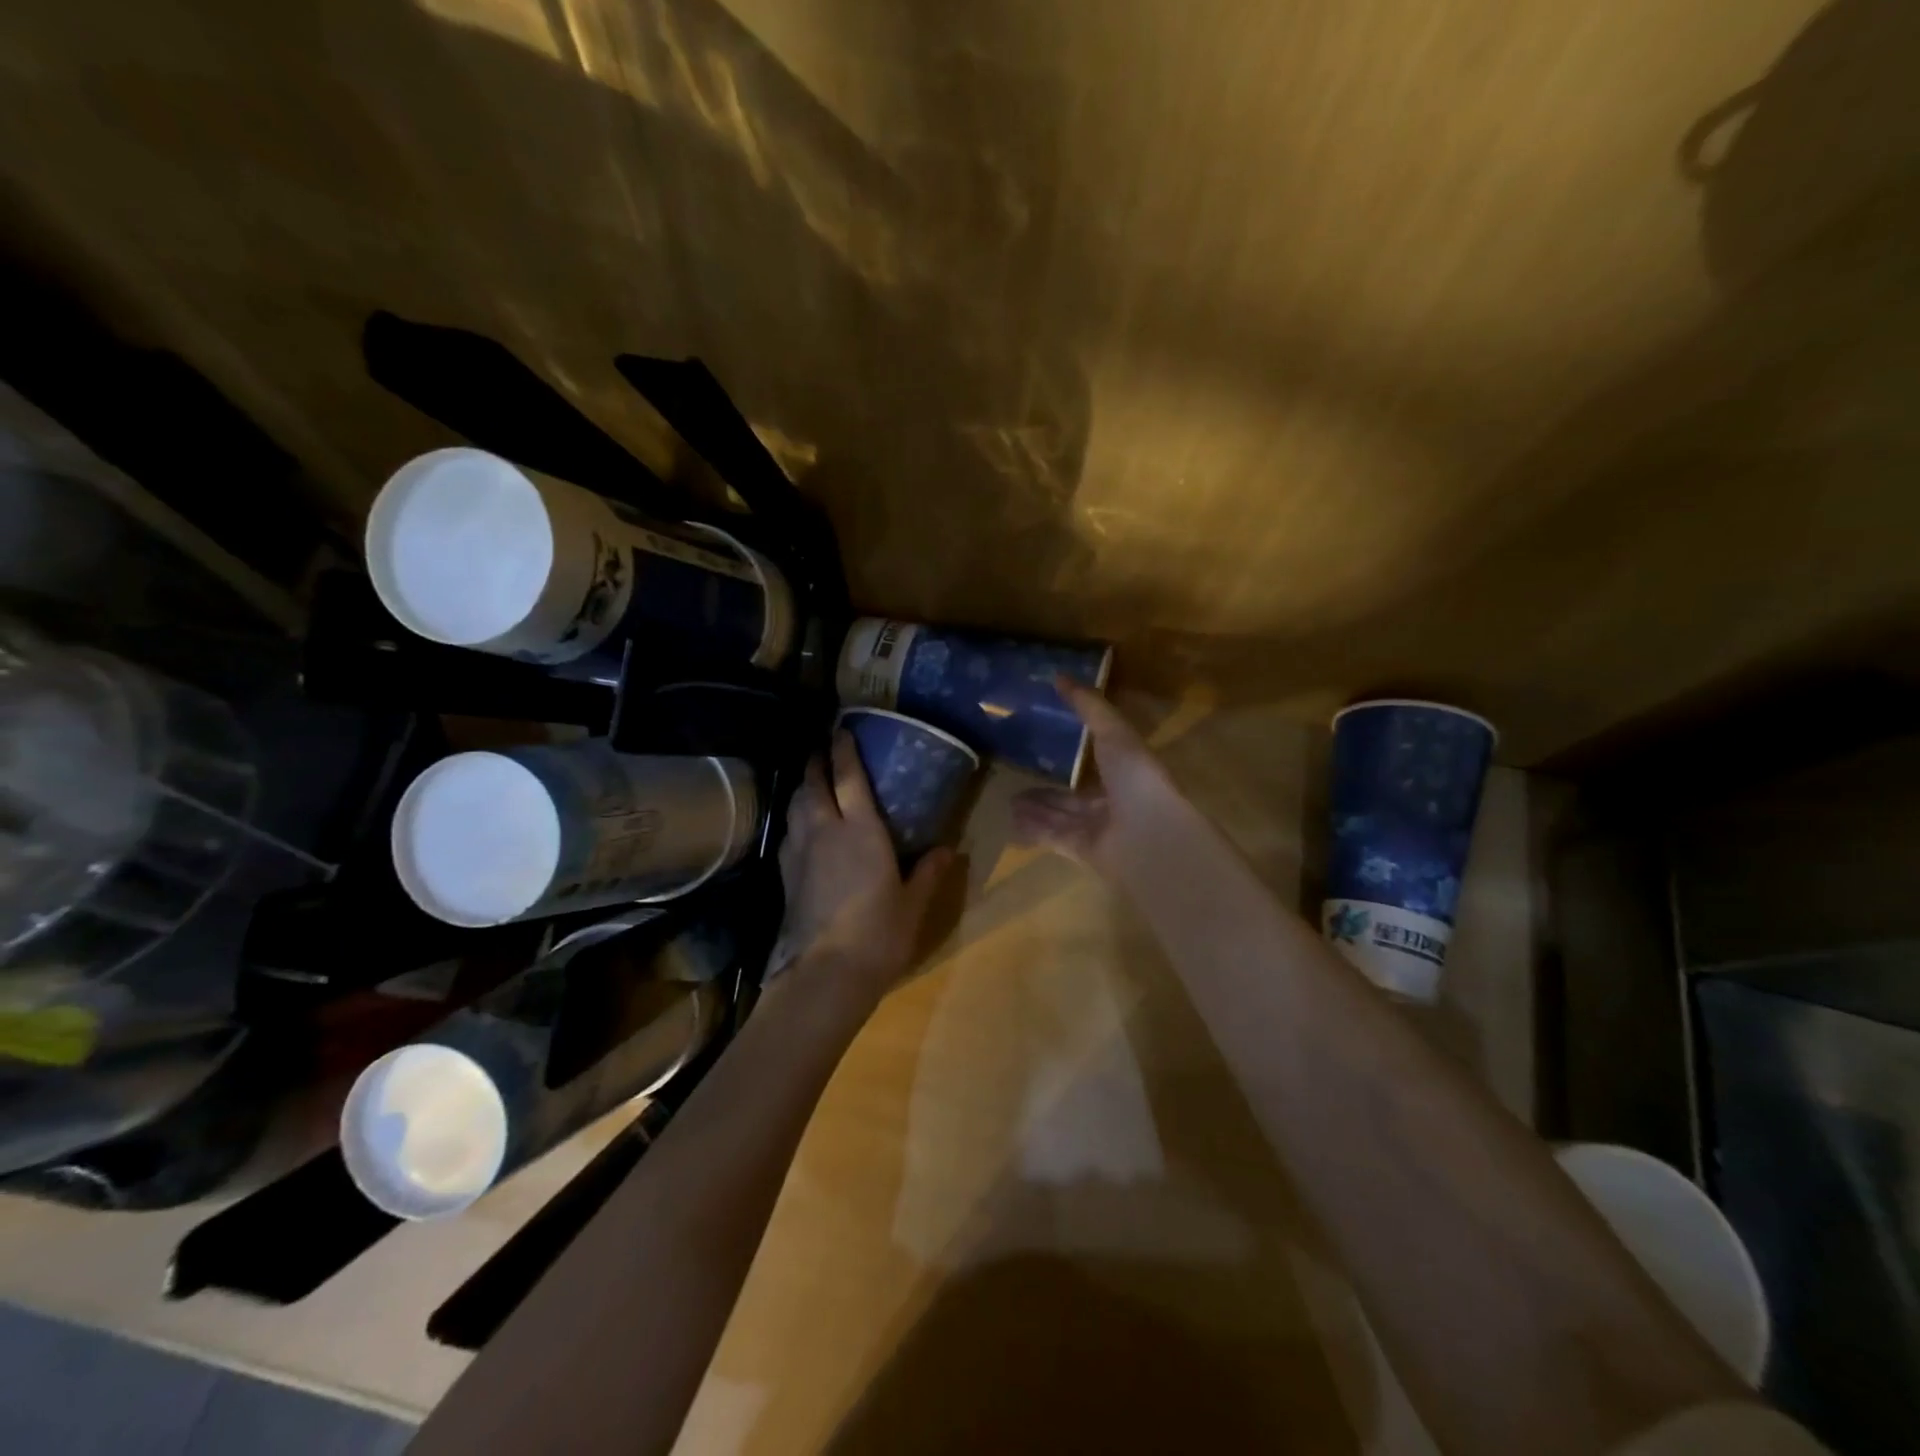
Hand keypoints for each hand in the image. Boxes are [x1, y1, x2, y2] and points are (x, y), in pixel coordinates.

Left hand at [770, 731, 955, 1002]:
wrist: (827, 972)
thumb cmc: (879, 933)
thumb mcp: (913, 904)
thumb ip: (928, 873)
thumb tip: (948, 849)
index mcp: (861, 831)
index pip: (848, 778)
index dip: (844, 751)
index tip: (841, 730)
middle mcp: (826, 831)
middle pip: (813, 785)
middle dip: (816, 762)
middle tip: (821, 749)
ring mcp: (801, 852)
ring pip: (795, 806)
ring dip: (802, 788)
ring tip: (809, 782)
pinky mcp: (787, 875)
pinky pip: (788, 833)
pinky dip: (794, 819)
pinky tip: (800, 827)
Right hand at [1010, 678, 1185, 877]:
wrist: (1149, 834)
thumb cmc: (1136, 778)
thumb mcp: (1114, 732)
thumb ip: (1088, 706)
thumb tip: (1060, 676)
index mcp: (1126, 771)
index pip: (1098, 759)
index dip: (1075, 750)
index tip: (1047, 737)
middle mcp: (1113, 801)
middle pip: (1074, 794)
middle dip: (1049, 787)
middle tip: (1018, 775)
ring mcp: (1098, 829)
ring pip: (1060, 816)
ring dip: (1037, 808)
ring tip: (1008, 800)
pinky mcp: (1081, 851)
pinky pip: (1051, 838)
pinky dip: (1032, 831)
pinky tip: (1011, 823)